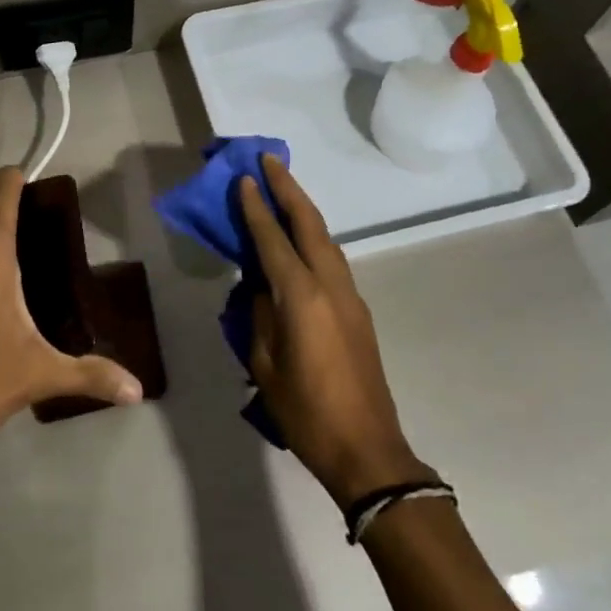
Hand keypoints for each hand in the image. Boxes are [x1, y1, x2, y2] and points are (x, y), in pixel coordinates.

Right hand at [239, 156, 433, 506]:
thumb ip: (260, 316)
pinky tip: (301, 238)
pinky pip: (332, 259)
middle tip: (268, 160)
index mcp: (301, 297)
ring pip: (326, 238)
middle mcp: (330, 285)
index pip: (273, 239)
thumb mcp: (265, 365)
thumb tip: (261, 286)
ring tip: (282, 188)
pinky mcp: (358, 311)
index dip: (255, 208)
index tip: (243, 178)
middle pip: (309, 223)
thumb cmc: (305, 412)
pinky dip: (313, 237)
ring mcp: (349, 296)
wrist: (367, 450)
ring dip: (303, 209)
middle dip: (287, 188)